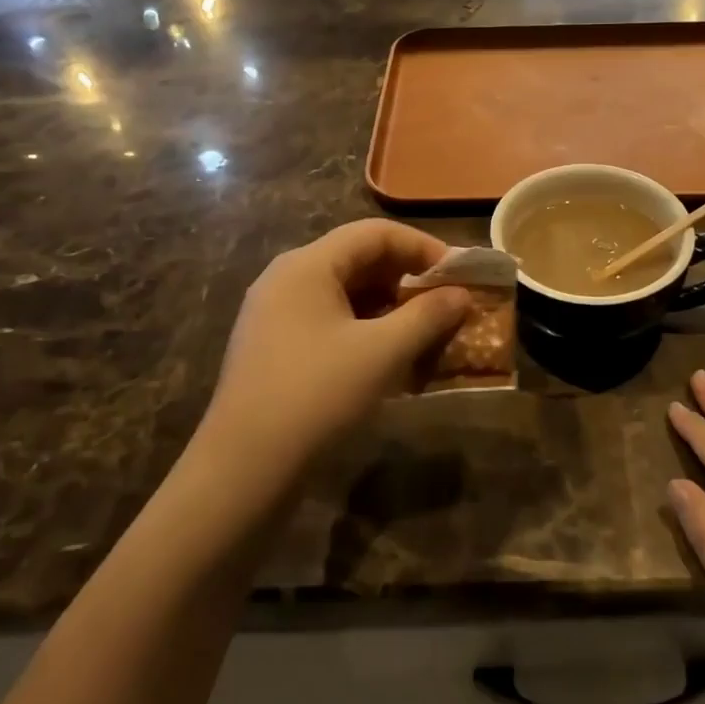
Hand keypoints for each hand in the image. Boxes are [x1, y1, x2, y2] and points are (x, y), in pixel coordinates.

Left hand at [199, 221, 469, 483]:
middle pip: (357, 259)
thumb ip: (427, 316)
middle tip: (446, 303)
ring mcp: (275, 314)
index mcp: (307, 265)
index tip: (457, 275)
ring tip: (424, 331)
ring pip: (344, 293)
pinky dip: (364, 328)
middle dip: (407, 278)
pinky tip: (389, 356)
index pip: (374, 234)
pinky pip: (328, 320)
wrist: (243, 470)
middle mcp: (286, 278)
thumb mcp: (382, 353)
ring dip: (388, 306)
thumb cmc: (317, 396)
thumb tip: (461, 294)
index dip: (422, 247)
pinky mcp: (274, 347)